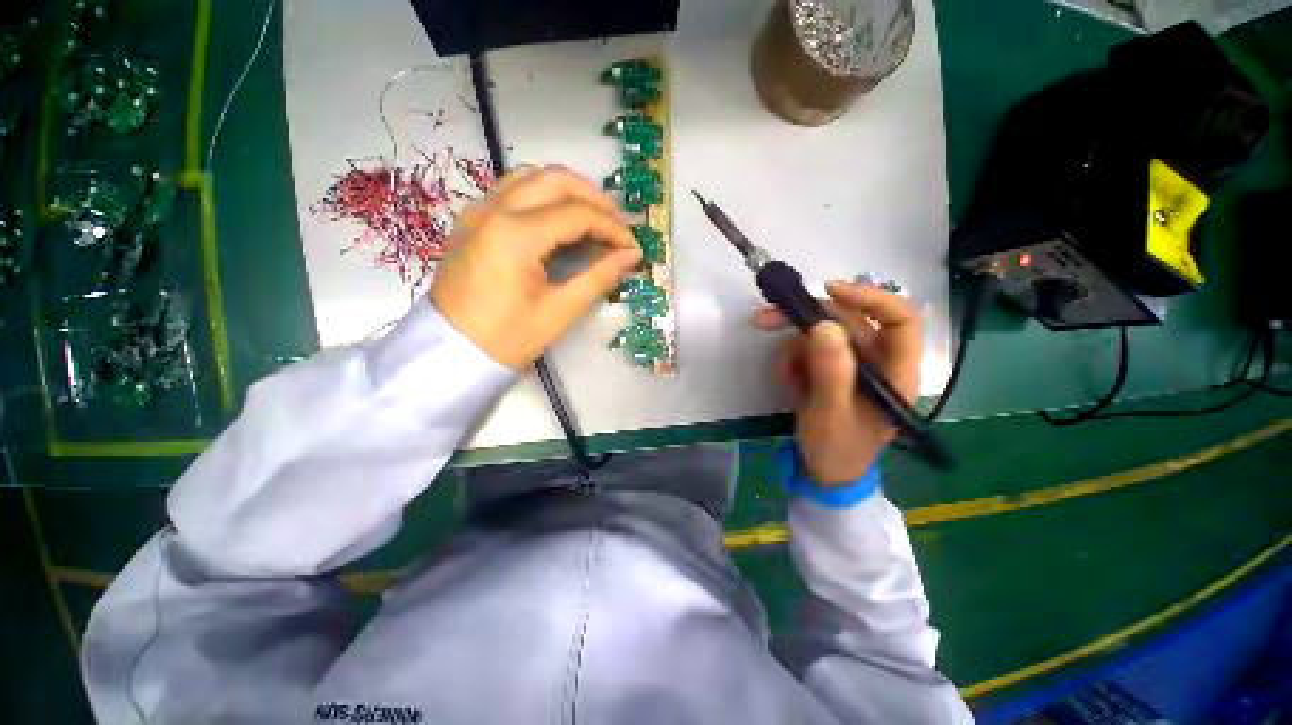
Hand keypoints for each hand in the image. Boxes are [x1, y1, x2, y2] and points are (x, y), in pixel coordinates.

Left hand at [432, 166, 641, 368]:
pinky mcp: (472, 220)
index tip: (633, 247)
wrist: (451, 351)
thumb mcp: (559, 311)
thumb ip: (599, 277)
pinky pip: (512, 190)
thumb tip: (631, 256)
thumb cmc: (507, 338)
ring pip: (532, 177)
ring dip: (568, 192)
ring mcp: (478, 210)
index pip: (577, 214)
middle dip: (594, 199)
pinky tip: (557, 222)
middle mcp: (494, 210)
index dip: (612, 228)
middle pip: (555, 180)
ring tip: (593, 219)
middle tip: (618, 226)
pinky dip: (543, 197)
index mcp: (515, 235)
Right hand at [754, 281, 922, 485]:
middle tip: (765, 320)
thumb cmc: (837, 449)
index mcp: (896, 372)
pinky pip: (807, 350)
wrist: (824, 470)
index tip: (829, 291)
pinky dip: (790, 362)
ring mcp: (852, 363)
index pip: (900, 320)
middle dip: (805, 321)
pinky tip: (788, 383)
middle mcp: (878, 360)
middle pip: (846, 322)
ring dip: (792, 349)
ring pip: (821, 334)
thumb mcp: (830, 414)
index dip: (871, 297)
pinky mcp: (831, 368)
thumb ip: (831, 373)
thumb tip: (824, 326)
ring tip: (783, 377)